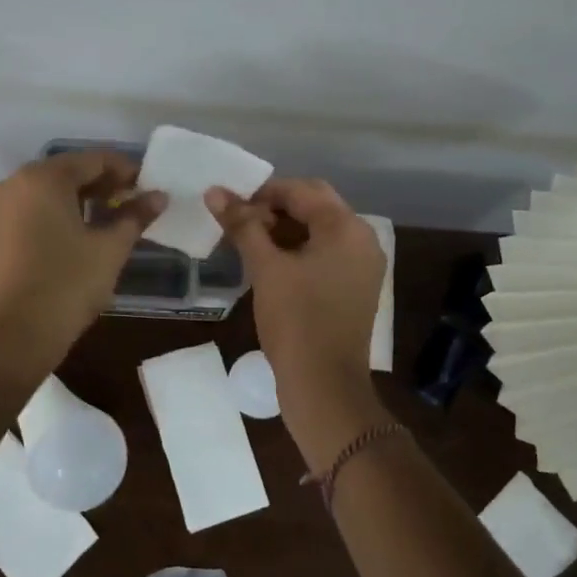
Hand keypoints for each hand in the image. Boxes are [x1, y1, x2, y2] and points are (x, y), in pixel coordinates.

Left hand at [0, 152, 165, 378]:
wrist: (9, 340)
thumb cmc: (66, 287)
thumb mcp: (109, 250)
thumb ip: (134, 217)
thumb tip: (158, 197)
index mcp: (43, 178)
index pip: (93, 160)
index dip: (125, 170)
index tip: (147, 187)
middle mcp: (11, 184)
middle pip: (64, 174)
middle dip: (99, 186)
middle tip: (128, 205)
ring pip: (41, 195)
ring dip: (74, 203)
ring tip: (101, 224)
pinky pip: (23, 216)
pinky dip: (48, 220)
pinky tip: (67, 243)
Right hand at [206, 178, 388, 467]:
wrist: (324, 386)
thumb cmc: (296, 321)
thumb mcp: (265, 268)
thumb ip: (242, 225)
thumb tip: (214, 192)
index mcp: (347, 228)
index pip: (302, 190)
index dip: (263, 193)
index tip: (231, 206)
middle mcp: (362, 240)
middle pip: (314, 206)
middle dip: (274, 209)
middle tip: (239, 224)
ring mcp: (362, 266)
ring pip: (319, 231)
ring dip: (284, 230)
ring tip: (248, 243)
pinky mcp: (355, 287)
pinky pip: (325, 254)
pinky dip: (297, 251)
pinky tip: (269, 264)